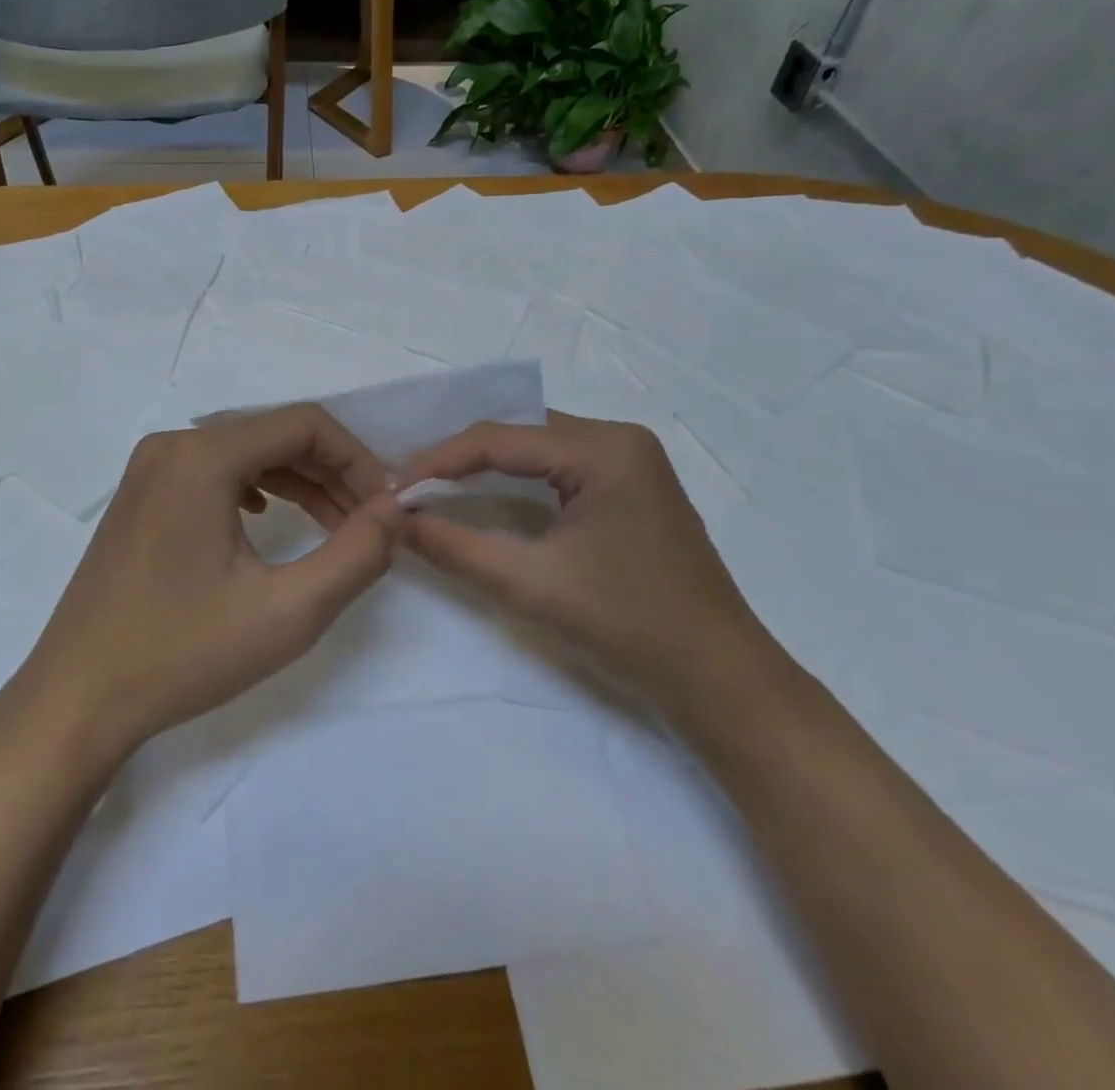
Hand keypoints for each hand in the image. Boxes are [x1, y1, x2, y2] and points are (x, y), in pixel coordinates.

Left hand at [19, 404, 401, 761]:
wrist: (77, 699)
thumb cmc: (182, 654)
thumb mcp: (288, 611)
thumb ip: (356, 555)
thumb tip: (396, 510)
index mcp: (201, 456)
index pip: (304, 424)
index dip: (357, 458)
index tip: (386, 506)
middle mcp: (172, 446)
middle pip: (273, 434)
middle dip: (330, 472)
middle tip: (368, 522)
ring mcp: (149, 470)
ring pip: (244, 453)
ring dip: (297, 482)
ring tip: (335, 527)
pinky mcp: (140, 497)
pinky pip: (213, 473)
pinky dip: (256, 489)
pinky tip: (268, 521)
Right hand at [395, 413, 782, 722]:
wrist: (720, 681)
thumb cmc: (628, 625)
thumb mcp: (529, 583)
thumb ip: (454, 546)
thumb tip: (395, 522)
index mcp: (603, 449)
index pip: (499, 437)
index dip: (438, 460)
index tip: (394, 489)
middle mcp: (619, 439)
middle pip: (519, 433)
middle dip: (459, 457)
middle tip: (410, 486)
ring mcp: (631, 462)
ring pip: (537, 447)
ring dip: (486, 466)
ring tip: (436, 488)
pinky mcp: (632, 488)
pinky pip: (559, 467)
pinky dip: (517, 479)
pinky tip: (488, 495)